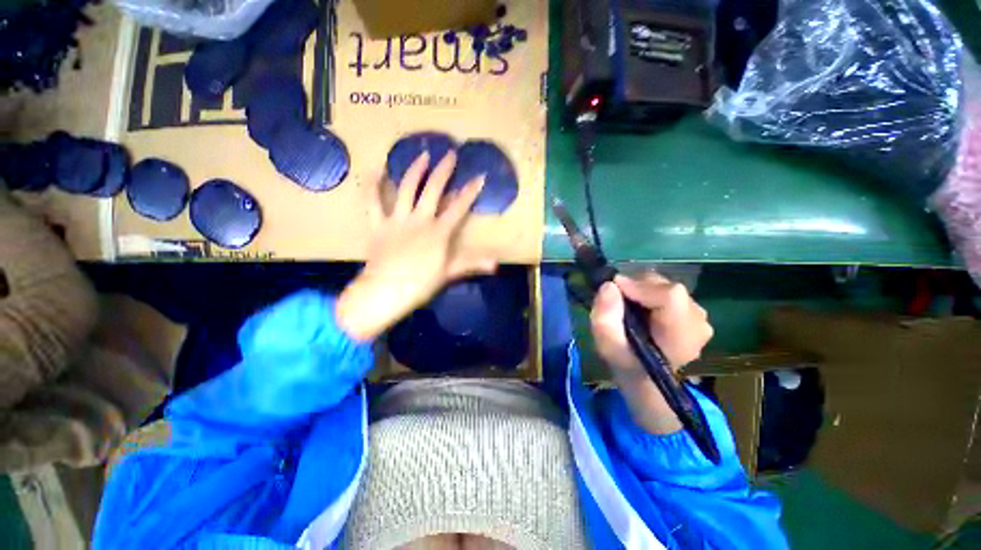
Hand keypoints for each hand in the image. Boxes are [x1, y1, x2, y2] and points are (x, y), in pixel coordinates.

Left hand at [336, 152, 497, 340]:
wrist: (386, 291)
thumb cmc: (421, 284)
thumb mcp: (449, 273)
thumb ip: (471, 263)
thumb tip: (496, 263)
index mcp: (438, 232)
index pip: (458, 208)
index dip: (470, 192)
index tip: (479, 176)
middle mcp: (419, 220)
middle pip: (433, 190)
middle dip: (444, 171)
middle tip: (450, 154)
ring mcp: (397, 220)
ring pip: (406, 189)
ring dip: (415, 170)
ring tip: (422, 154)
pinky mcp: (378, 224)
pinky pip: (372, 201)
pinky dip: (372, 185)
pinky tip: (376, 169)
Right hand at [590, 272, 712, 433]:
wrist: (648, 380)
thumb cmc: (628, 365)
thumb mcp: (609, 348)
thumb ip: (606, 320)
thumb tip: (609, 286)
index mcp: (682, 336)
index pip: (670, 296)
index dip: (639, 286)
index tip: (613, 288)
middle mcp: (698, 321)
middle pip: (665, 286)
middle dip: (636, 286)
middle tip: (616, 300)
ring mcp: (698, 315)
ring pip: (664, 285)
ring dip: (640, 289)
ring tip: (626, 306)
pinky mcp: (692, 310)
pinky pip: (665, 289)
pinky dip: (647, 292)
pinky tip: (639, 309)